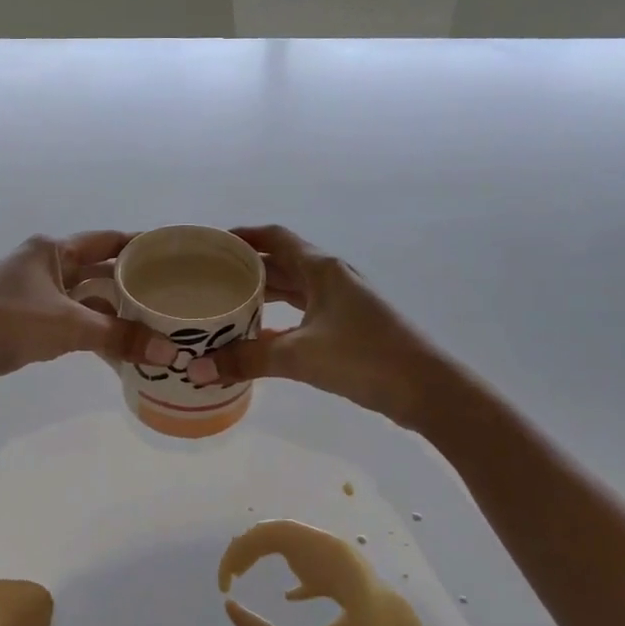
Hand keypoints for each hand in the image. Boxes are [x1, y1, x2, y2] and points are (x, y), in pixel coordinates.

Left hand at [0, 232, 168, 398]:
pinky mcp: (22, 320)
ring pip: (82, 298)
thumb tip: (170, 351)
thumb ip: (119, 337)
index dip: (140, 246)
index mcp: (52, 250)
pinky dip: (90, 330)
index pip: (108, 240)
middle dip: (129, 284)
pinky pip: (67, 319)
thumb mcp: (68, 326)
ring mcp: (30, 292)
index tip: (173, 255)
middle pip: (97, 269)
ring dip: (111, 312)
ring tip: (150, 325)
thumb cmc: (6, 323)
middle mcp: (42, 264)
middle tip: (169, 296)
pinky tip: (113, 347)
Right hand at [189, 225, 442, 427]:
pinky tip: (259, 338)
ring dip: (264, 294)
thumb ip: (246, 360)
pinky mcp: (349, 327)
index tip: (213, 243)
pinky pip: (305, 313)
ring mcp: (343, 302)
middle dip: (248, 267)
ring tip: (228, 303)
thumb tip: (197, 369)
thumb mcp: (298, 356)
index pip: (276, 237)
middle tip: (210, 277)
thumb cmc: (363, 358)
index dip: (244, 235)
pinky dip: (280, 320)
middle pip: (282, 262)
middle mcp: (332, 278)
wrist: (427, 390)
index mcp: (321, 269)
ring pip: (295, 289)